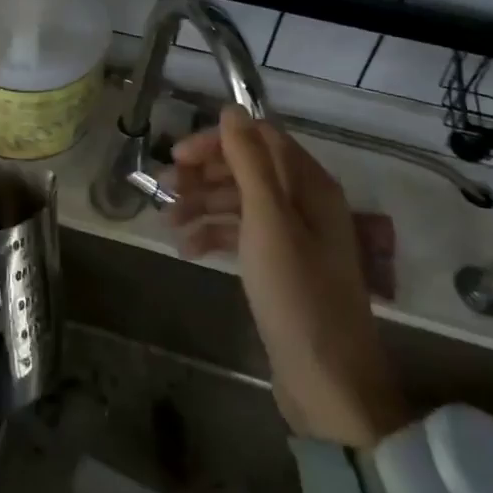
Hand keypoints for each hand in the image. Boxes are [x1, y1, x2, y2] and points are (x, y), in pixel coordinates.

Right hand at [170, 107, 406, 447]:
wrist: (328, 383)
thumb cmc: (296, 295)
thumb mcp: (268, 222)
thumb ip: (250, 162)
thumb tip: (232, 109)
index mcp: (310, 186)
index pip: (259, 139)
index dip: (217, 141)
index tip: (176, 156)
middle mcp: (305, 204)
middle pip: (248, 169)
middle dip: (204, 174)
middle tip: (164, 189)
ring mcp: (294, 237)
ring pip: (241, 202)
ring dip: (203, 205)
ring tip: (167, 222)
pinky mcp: (281, 267)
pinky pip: (242, 235)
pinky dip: (214, 235)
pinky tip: (187, 249)